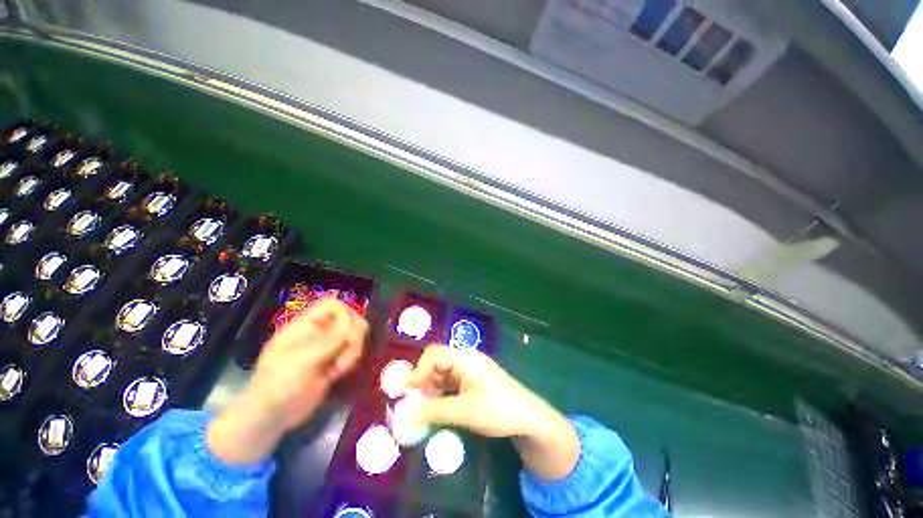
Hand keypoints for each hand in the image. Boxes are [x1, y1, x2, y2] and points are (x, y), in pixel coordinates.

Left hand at [207, 299, 366, 464]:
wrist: (272, 417)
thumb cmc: (279, 384)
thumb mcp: (302, 359)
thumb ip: (331, 339)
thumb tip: (356, 322)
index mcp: (306, 325)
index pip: (333, 305)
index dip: (345, 313)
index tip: (348, 332)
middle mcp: (320, 332)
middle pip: (349, 319)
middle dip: (353, 336)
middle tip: (347, 353)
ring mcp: (328, 347)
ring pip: (355, 336)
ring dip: (353, 351)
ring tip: (339, 369)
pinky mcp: (335, 362)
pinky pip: (353, 352)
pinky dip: (352, 361)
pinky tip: (339, 375)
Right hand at [407, 345, 579, 479]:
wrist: (527, 418)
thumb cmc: (498, 409)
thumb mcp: (465, 412)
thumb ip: (435, 411)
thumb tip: (406, 414)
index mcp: (465, 359)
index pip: (435, 354)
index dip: (419, 370)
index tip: (407, 391)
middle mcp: (465, 360)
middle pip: (437, 362)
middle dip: (422, 379)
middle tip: (411, 400)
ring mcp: (468, 372)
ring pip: (442, 374)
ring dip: (430, 388)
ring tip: (420, 408)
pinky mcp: (471, 383)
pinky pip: (449, 384)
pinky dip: (439, 394)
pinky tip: (435, 408)